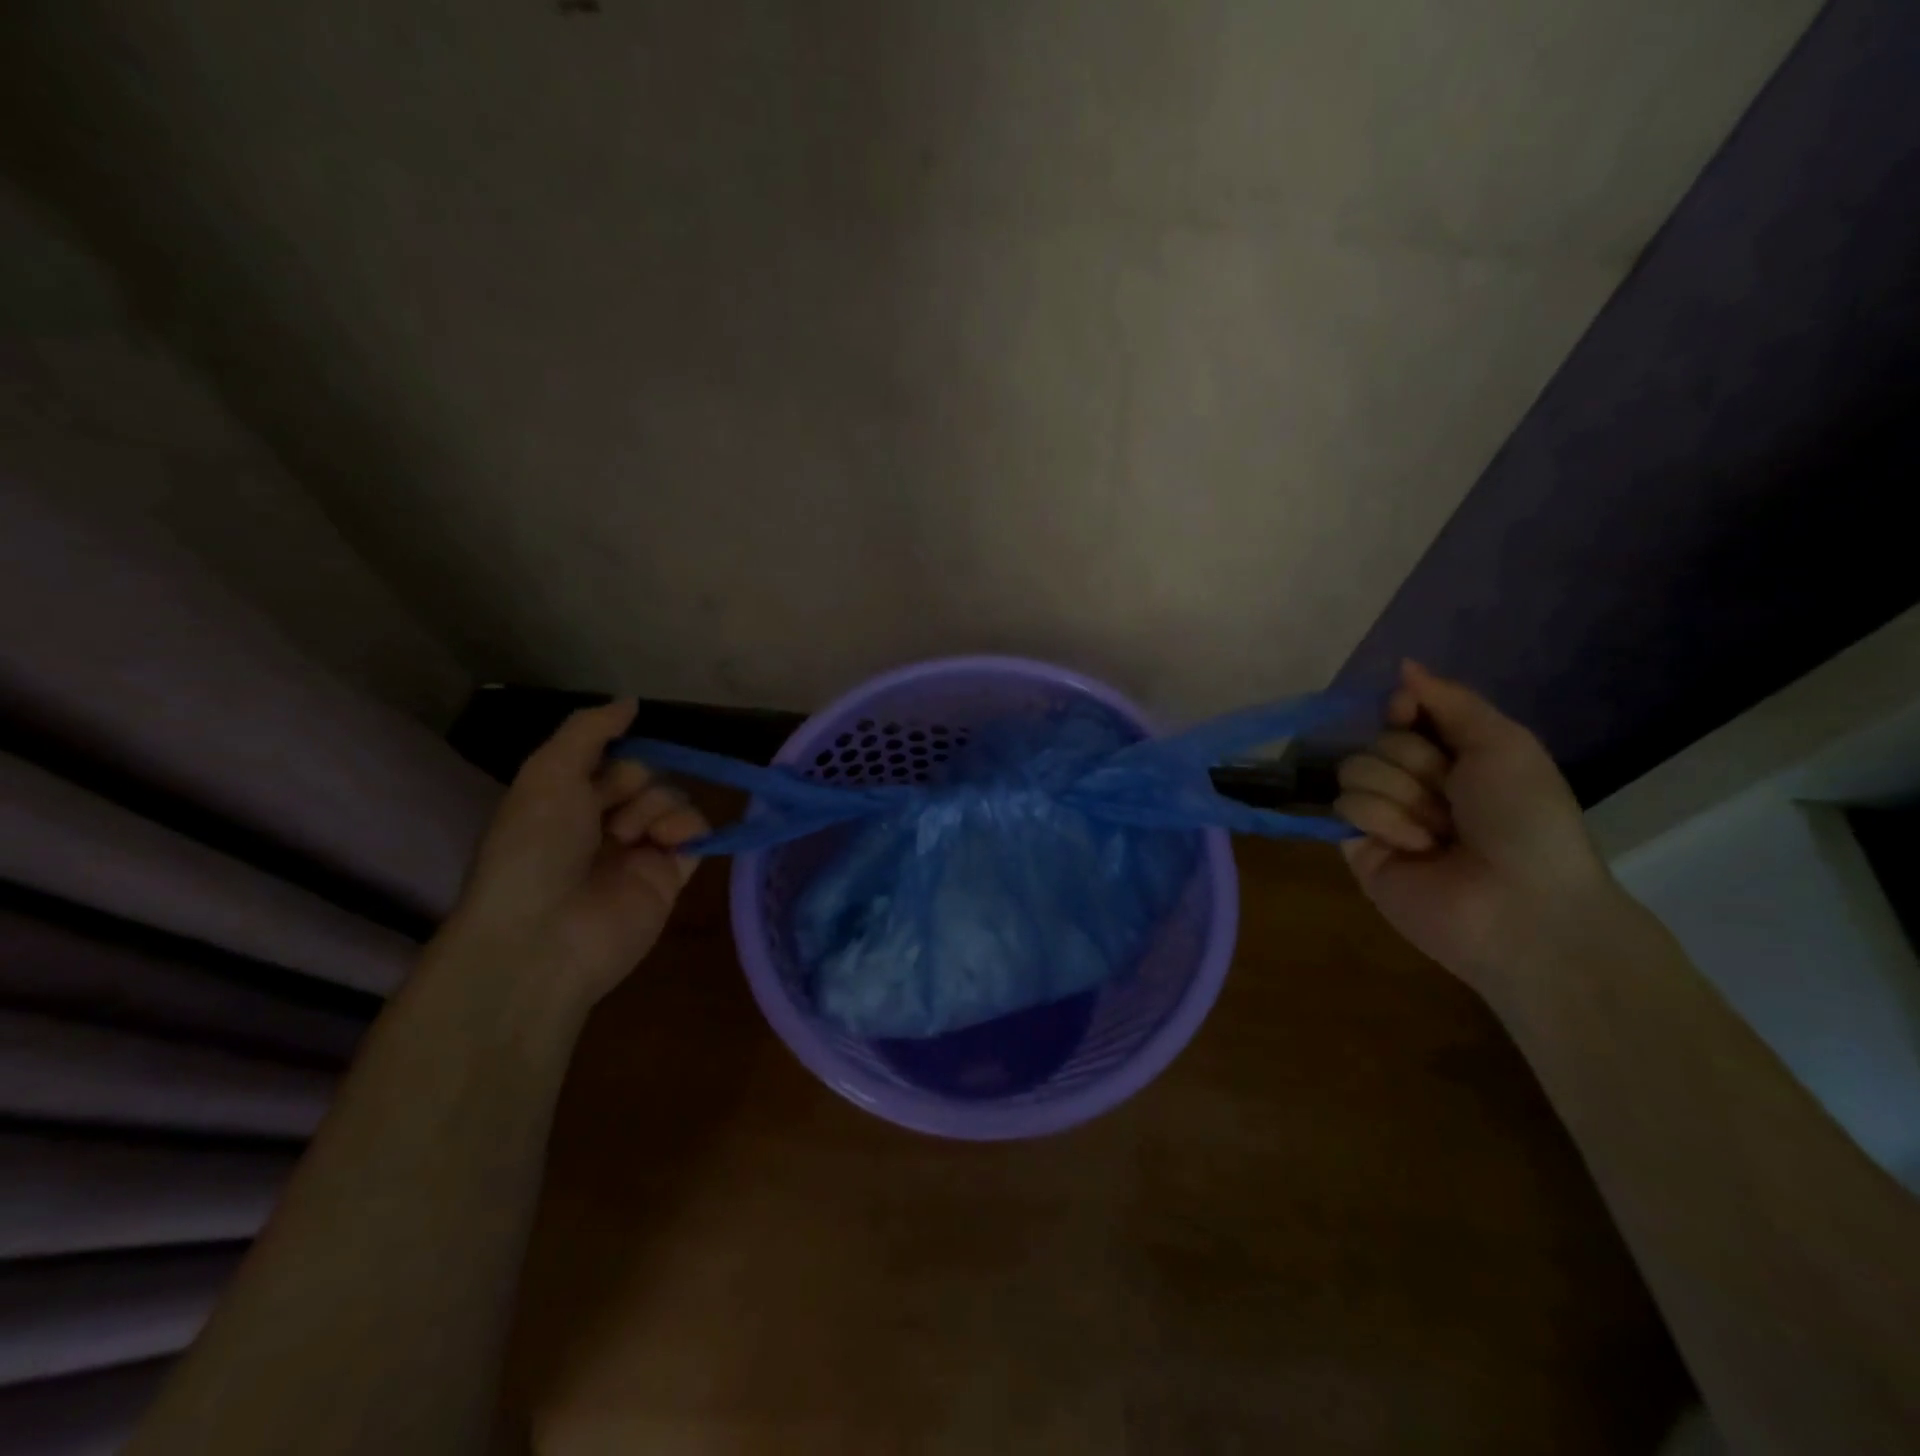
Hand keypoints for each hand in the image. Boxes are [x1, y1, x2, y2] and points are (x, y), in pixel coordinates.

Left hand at [440, 701, 708, 1006]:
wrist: (545, 935)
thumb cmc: (535, 847)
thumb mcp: (548, 773)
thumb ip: (590, 730)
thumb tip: (632, 701)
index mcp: (566, 801)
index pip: (610, 759)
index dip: (614, 758)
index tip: (604, 769)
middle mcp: (602, 823)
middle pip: (646, 777)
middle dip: (635, 785)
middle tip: (609, 816)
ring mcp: (638, 851)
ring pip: (673, 801)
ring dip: (658, 808)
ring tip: (636, 838)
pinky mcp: (670, 878)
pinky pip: (697, 835)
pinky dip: (691, 828)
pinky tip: (670, 842)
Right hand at [1335, 662, 1615, 989]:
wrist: (1522, 903)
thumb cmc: (1526, 819)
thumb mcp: (1504, 744)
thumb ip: (1450, 701)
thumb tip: (1402, 665)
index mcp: (1453, 755)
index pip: (1400, 712)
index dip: (1403, 711)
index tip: (1410, 715)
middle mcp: (1414, 781)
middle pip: (1376, 740)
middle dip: (1416, 765)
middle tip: (1454, 798)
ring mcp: (1382, 814)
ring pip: (1354, 769)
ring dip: (1403, 796)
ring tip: (1439, 833)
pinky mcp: (1355, 845)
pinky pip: (1345, 806)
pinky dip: (1384, 821)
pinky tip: (1416, 848)